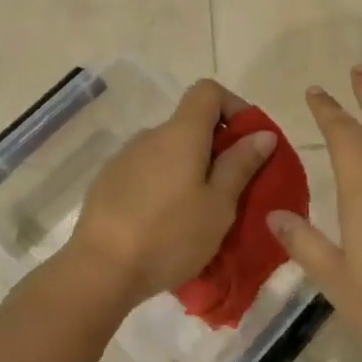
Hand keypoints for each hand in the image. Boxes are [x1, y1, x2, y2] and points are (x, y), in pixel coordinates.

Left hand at [66, 78, 274, 308]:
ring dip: (189, 169)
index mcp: (180, 134)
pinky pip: (147, 172)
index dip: (234, 106)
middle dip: (217, 147)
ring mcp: (124, 159)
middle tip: (232, 189)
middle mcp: (150, 136)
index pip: (208, 91)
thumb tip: (262, 134)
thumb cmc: (169, 236)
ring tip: (200, 213)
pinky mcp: (107, 183)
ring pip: (168, 152)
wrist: (99, 270)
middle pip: (189, 124)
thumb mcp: (218, 205)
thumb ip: (240, 165)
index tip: (249, 141)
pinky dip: (164, 185)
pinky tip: (166, 223)